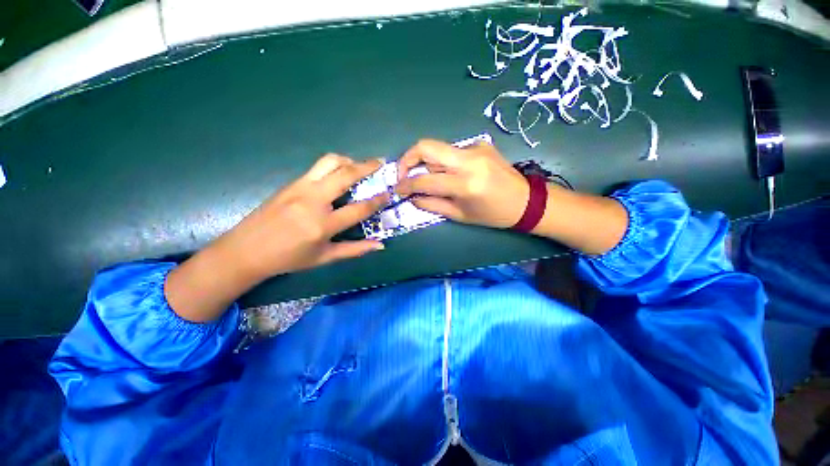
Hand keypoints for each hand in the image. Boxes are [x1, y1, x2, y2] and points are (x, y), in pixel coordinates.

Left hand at [218, 155, 389, 279]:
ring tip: (359, 166)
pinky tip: (339, 175)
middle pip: (345, 174)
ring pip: (329, 162)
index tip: (389, 193)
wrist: (246, 250)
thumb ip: (355, 250)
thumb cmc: (288, 258)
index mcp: (323, 225)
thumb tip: (380, 244)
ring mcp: (300, 188)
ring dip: (348, 160)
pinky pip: (318, 167)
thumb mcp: (325, 258)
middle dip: (367, 166)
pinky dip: (334, 166)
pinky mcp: (291, 183)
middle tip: (381, 162)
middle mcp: (313, 201)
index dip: (378, 201)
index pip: (359, 209)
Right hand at [395, 139, 528, 228]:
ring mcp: (475, 147)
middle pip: (426, 146)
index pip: (424, 179)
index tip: (397, 188)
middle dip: (407, 159)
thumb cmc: (493, 214)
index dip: (405, 184)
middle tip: (403, 174)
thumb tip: (411, 196)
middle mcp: (469, 159)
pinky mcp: (480, 143)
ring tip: (430, 178)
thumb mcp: (460, 215)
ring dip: (427, 163)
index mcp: (465, 184)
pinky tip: (453, 174)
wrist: (526, 200)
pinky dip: (445, 162)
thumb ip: (432, 204)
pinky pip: (452, 151)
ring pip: (438, 149)